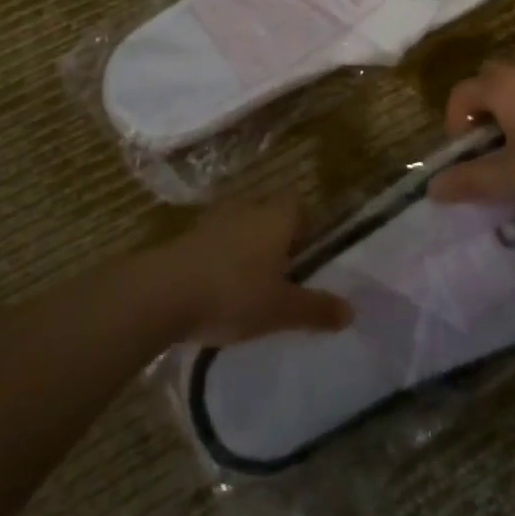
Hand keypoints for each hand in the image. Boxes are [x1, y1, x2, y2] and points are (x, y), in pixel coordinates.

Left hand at [163, 198, 352, 345]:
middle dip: (276, 237)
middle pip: (268, 213)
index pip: (297, 203)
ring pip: (240, 226)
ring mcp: (213, 220)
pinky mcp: (186, 237)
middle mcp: (247, 208)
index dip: (305, 224)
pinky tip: (218, 288)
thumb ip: (316, 309)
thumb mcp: (281, 309)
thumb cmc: (233, 294)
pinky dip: (220, 258)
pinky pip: (214, 241)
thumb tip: (351, 311)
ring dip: (246, 247)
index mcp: (275, 218)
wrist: (163, 293)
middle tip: (282, 273)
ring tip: (250, 283)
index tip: (307, 253)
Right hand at [427, 47, 514, 221]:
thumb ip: (469, 180)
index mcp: (504, 85)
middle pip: (491, 72)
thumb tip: (432, 189)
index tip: (467, 153)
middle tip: (491, 139)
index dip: (456, 122)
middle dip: (482, 101)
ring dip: (514, 84)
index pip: (462, 93)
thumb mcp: (512, 179)